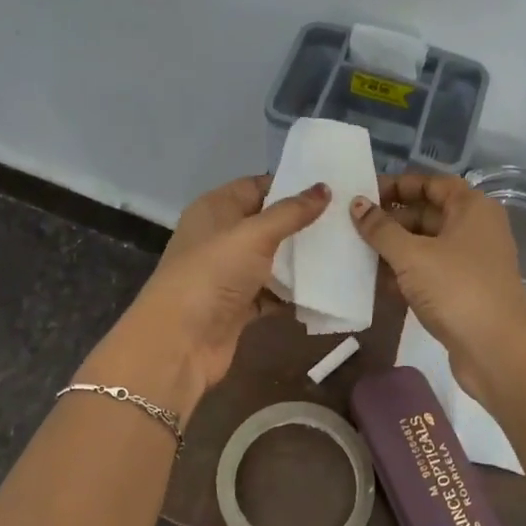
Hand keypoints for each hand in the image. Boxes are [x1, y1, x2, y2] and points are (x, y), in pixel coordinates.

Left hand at [82, 176, 330, 420]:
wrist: (181, 340)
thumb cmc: (214, 273)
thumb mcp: (255, 234)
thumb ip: (291, 212)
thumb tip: (324, 188)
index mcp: (215, 209)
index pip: (256, 187)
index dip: (289, 185)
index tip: (329, 188)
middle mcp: (220, 238)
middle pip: (266, 224)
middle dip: (302, 224)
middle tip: (345, 220)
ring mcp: (228, 274)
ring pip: (271, 260)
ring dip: (300, 260)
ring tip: (344, 251)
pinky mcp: (238, 306)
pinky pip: (272, 293)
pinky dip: (293, 293)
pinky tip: (325, 289)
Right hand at [351, 173, 525, 402]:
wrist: (497, 350)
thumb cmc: (456, 289)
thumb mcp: (412, 255)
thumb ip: (381, 229)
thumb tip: (357, 203)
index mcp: (471, 208)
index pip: (431, 183)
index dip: (398, 185)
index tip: (364, 194)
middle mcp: (475, 229)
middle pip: (427, 213)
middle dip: (390, 219)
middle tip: (351, 225)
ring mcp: (470, 262)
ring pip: (425, 246)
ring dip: (393, 249)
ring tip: (355, 252)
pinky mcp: (463, 291)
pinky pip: (428, 272)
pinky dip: (405, 274)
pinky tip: (375, 282)